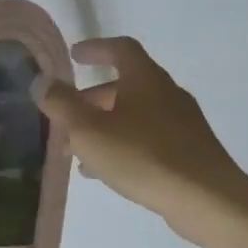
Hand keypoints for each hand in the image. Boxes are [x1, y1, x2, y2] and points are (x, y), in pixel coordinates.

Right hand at [36, 36, 247, 247]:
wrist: (206, 199)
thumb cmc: (143, 156)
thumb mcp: (89, 130)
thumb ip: (61, 104)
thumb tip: (41, 81)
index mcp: (145, 79)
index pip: (120, 49)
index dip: (96, 48)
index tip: (74, 55)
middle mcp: (167, 94)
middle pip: (125, 86)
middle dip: (91, 99)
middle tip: (66, 116)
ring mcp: (182, 123)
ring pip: (134, 116)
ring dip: (104, 126)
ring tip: (77, 151)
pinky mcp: (189, 151)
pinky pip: (147, 138)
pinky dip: (122, 145)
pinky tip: (106, 171)